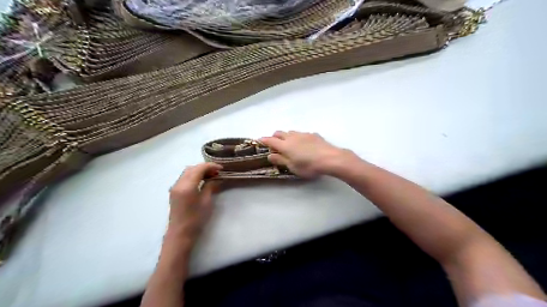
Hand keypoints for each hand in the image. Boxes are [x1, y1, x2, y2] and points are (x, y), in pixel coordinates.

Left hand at [166, 163, 221, 246]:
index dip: (211, 166)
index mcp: (187, 186)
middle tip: (217, 172)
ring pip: (187, 172)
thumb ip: (210, 186)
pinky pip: (184, 178)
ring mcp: (175, 187)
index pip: (199, 169)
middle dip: (205, 167)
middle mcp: (179, 183)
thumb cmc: (196, 219)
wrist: (180, 233)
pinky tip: (202, 181)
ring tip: (211, 176)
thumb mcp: (206, 201)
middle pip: (192, 168)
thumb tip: (216, 179)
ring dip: (199, 171)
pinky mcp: (174, 191)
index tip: (221, 168)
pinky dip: (194, 176)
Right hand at [259, 130, 346, 177]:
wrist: (330, 158)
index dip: (264, 140)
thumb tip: (270, 155)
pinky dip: (298, 138)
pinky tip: (304, 144)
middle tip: (274, 144)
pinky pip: (302, 134)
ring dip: (286, 136)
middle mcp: (292, 137)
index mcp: (285, 145)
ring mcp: (303, 134)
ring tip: (289, 144)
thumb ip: (280, 160)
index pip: (270, 140)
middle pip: (279, 133)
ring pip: (291, 132)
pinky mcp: (313, 134)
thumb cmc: (308, 165)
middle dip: (274, 137)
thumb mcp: (292, 167)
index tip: (260, 140)